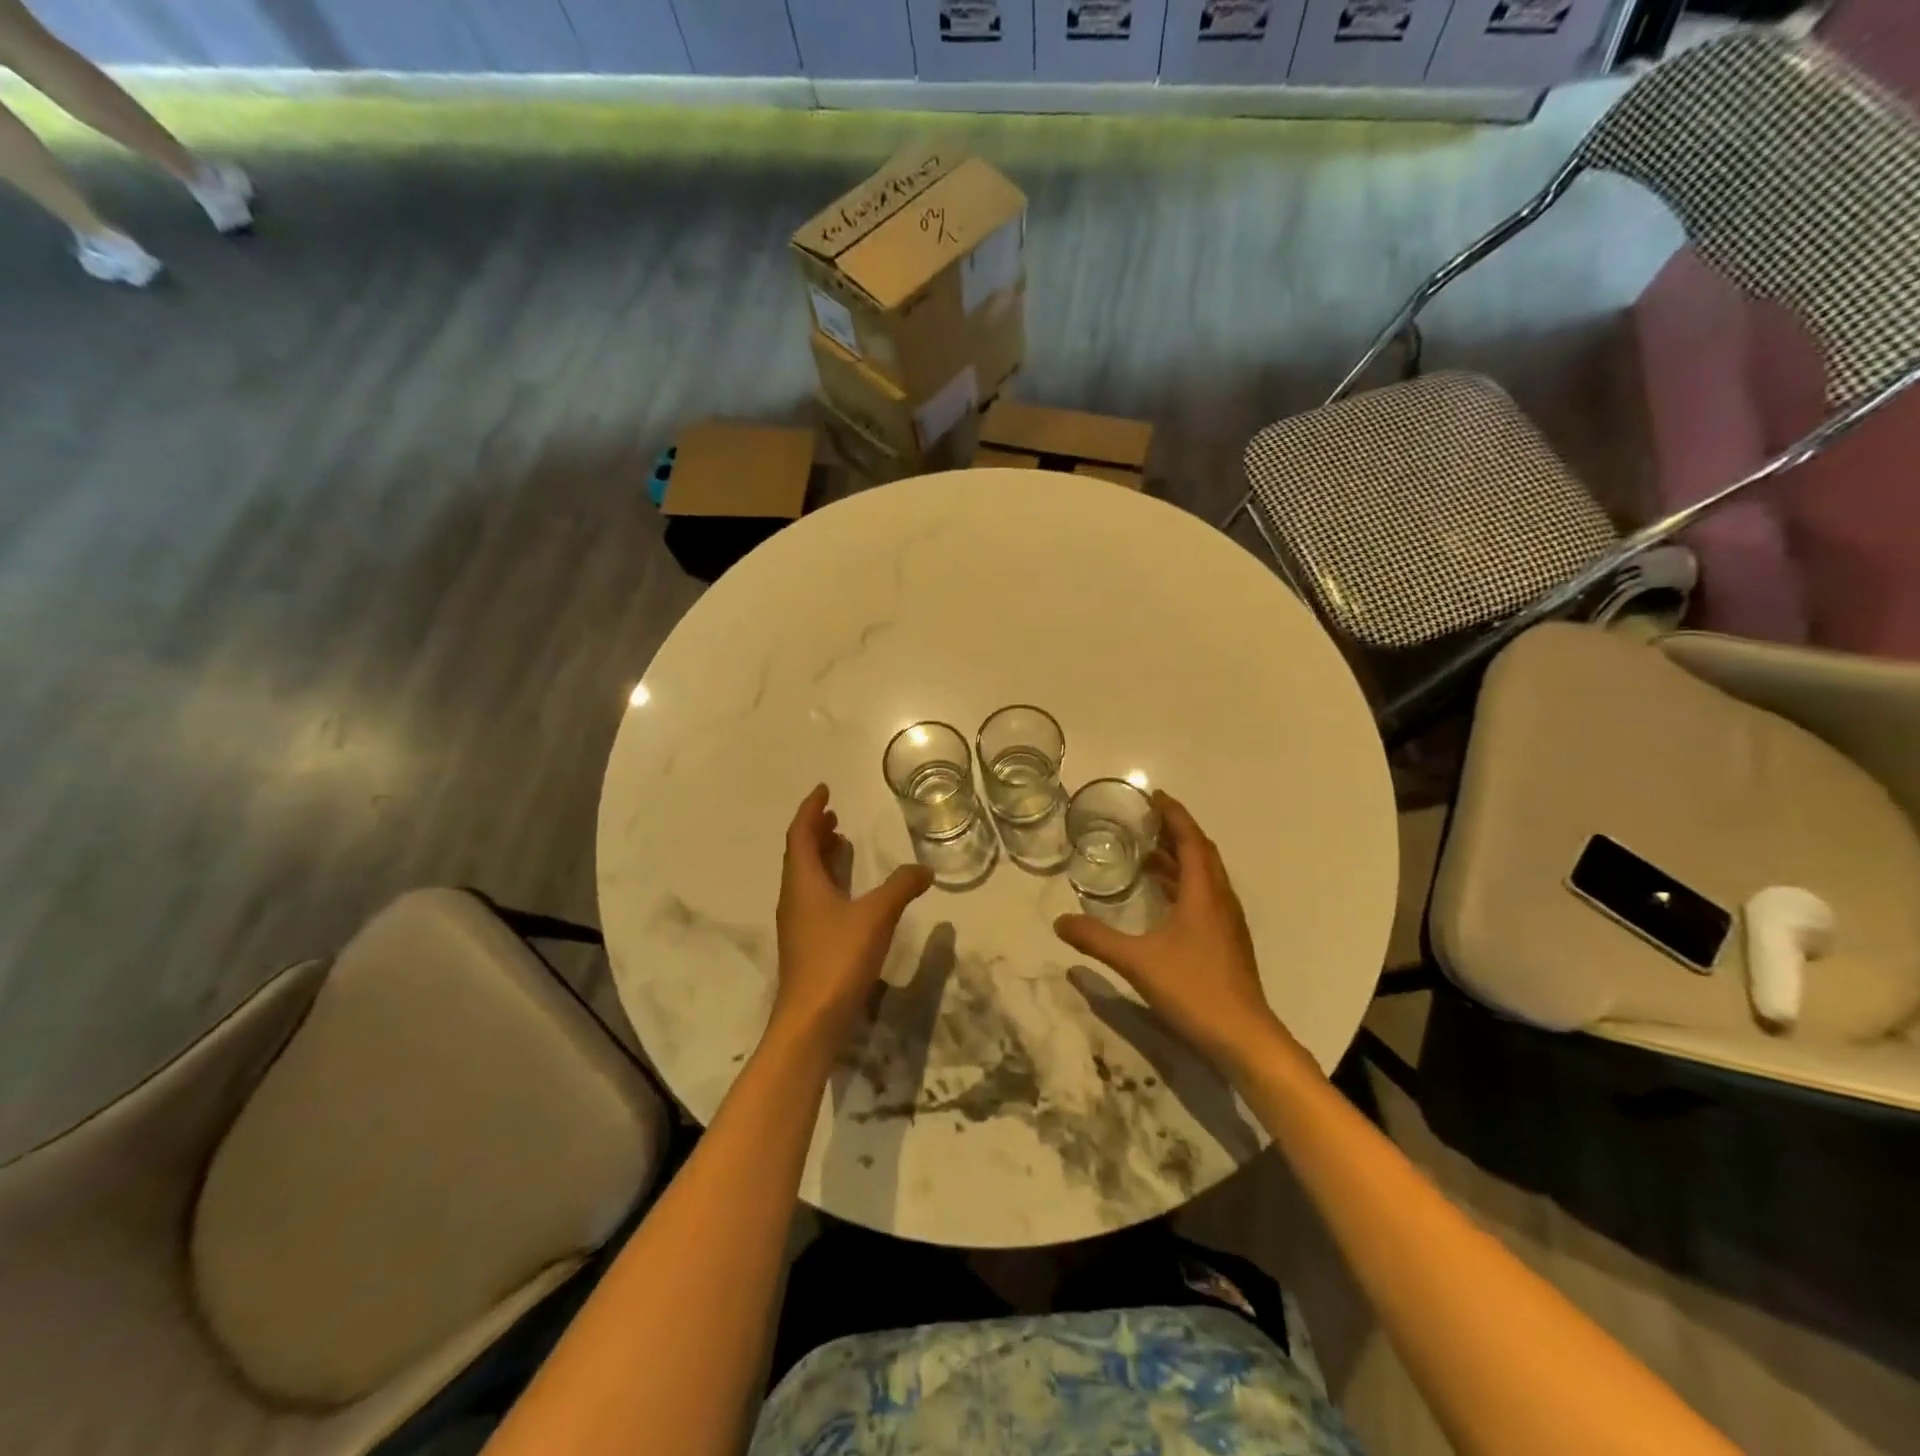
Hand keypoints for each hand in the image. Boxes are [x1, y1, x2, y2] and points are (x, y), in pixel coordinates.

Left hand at [772, 784, 932, 1053]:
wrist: (811, 1021)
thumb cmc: (837, 959)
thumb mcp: (876, 916)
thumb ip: (901, 887)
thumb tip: (924, 869)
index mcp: (803, 882)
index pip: (801, 834)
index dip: (810, 809)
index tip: (823, 790)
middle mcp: (794, 897)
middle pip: (799, 854)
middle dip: (815, 830)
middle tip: (834, 814)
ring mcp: (797, 922)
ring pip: (805, 877)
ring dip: (821, 855)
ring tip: (841, 842)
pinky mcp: (806, 943)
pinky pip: (813, 897)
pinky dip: (828, 880)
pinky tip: (848, 892)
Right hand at [1054, 790, 1290, 1076]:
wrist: (1244, 1037)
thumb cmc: (1194, 989)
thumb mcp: (1137, 962)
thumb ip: (1096, 940)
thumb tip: (1059, 921)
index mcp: (1202, 894)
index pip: (1191, 841)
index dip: (1174, 815)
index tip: (1154, 797)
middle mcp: (1219, 900)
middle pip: (1201, 853)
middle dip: (1176, 831)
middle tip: (1146, 820)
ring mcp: (1226, 922)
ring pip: (1205, 875)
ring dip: (1180, 858)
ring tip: (1148, 852)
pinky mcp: (1226, 941)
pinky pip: (1205, 895)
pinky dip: (1183, 883)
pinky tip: (1162, 897)